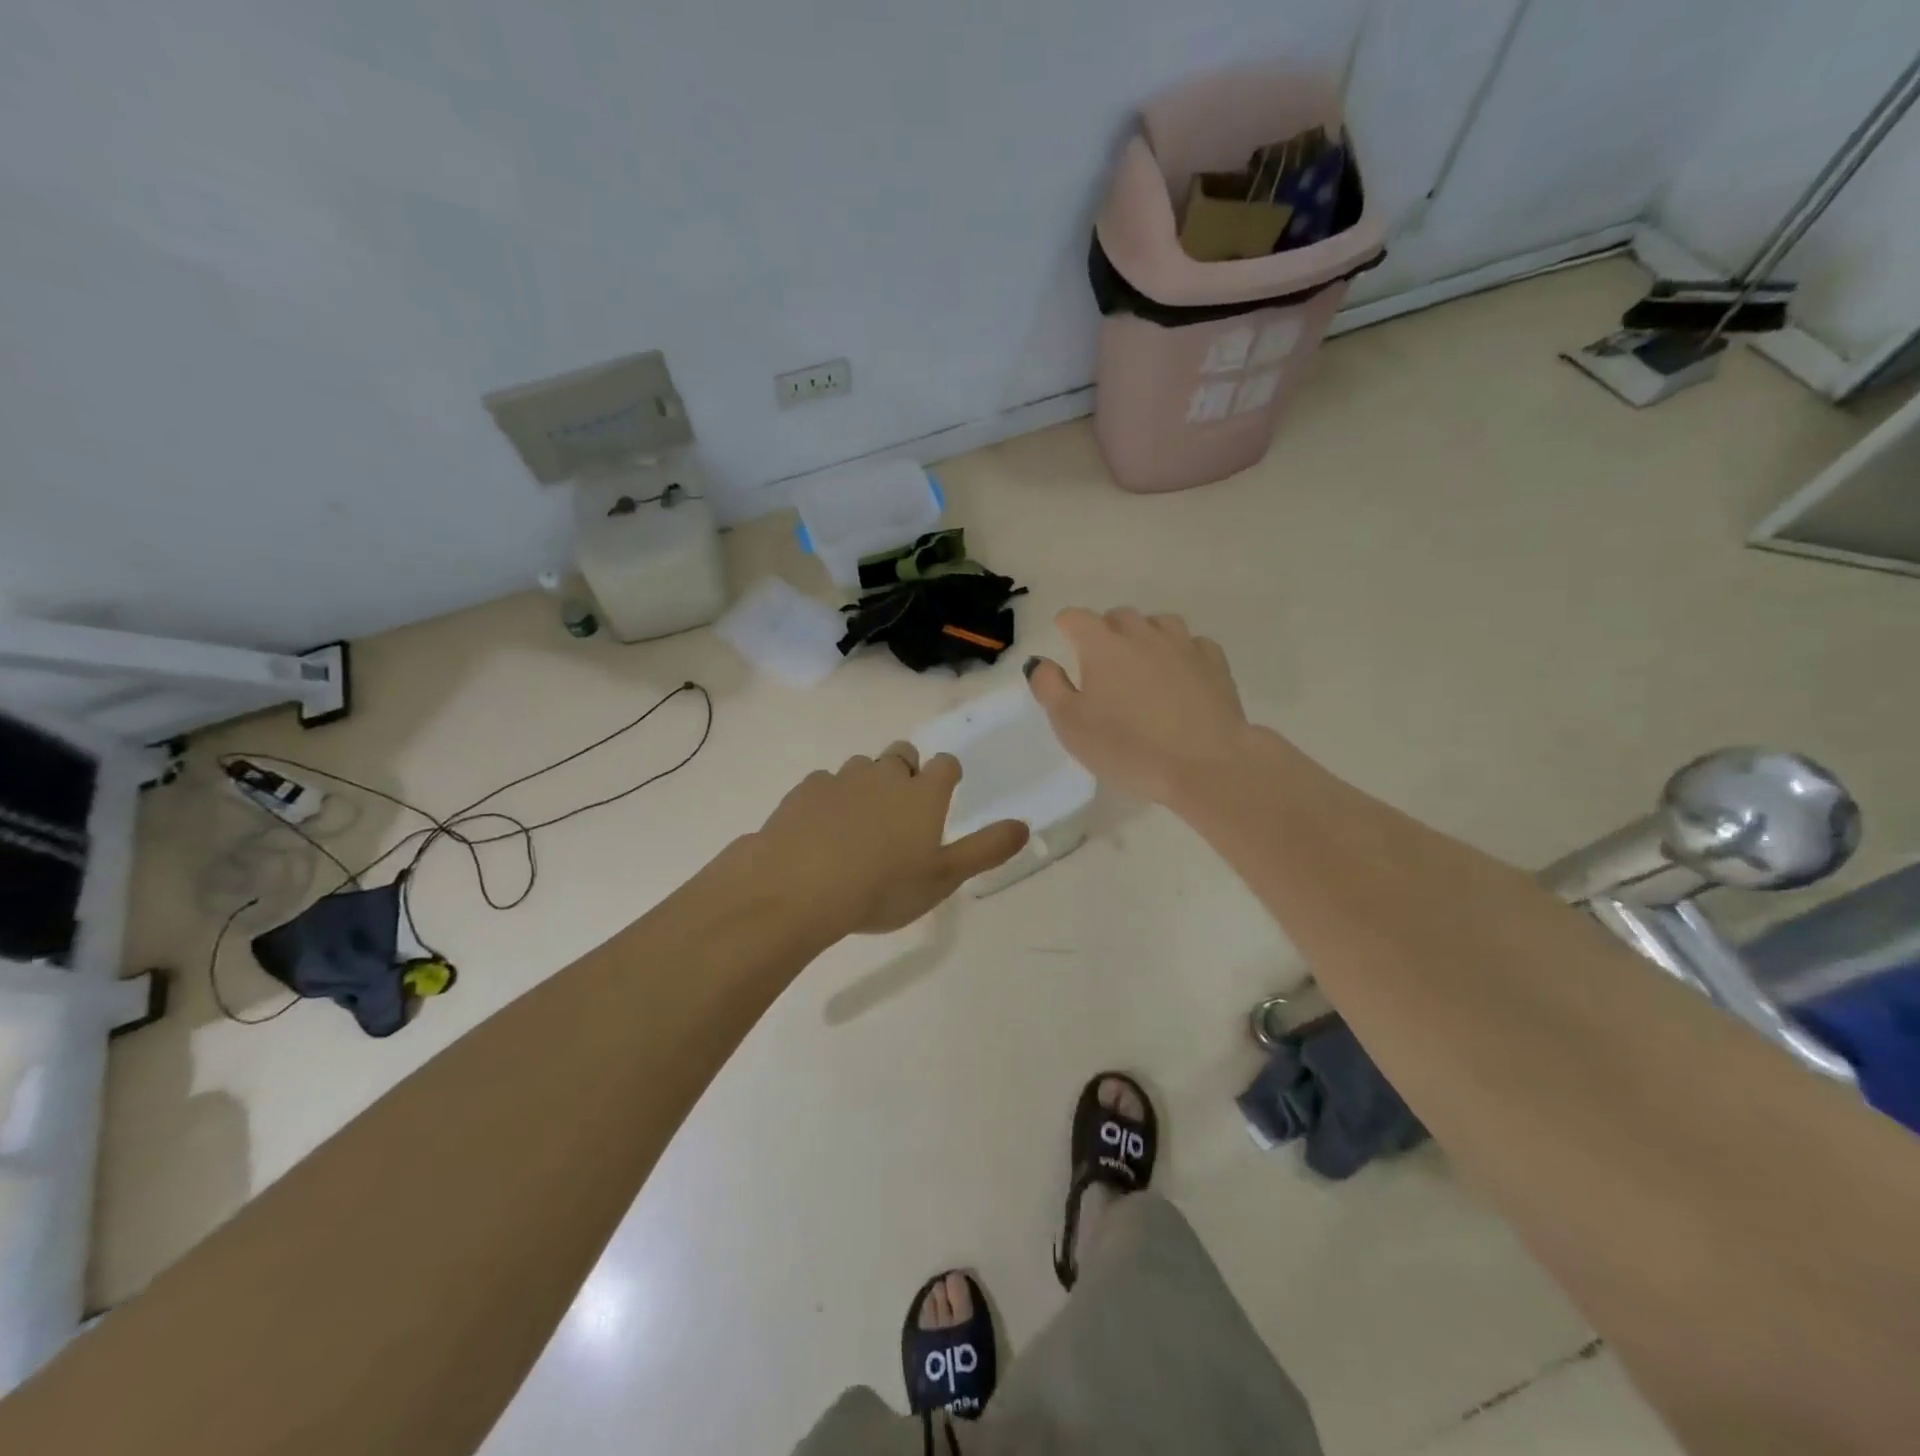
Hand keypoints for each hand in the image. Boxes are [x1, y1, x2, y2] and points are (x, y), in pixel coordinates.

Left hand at [750, 743, 1027, 936]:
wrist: (799, 888)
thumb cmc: (882, 887)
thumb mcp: (943, 878)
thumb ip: (986, 850)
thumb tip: (1025, 826)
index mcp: (923, 794)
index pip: (946, 764)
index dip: (948, 775)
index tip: (944, 792)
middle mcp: (885, 775)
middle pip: (903, 754)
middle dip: (907, 771)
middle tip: (902, 809)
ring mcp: (842, 779)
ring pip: (862, 766)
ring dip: (867, 783)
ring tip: (860, 822)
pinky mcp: (805, 790)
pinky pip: (825, 783)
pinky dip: (830, 798)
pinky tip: (822, 829)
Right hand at [1027, 608, 1253, 806]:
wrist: (1205, 765)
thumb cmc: (1128, 748)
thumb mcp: (1071, 725)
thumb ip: (1049, 687)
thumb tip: (1040, 661)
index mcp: (1102, 645)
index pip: (1076, 617)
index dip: (1066, 627)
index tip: (1064, 643)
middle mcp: (1142, 633)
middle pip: (1118, 616)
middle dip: (1105, 630)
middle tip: (1101, 663)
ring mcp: (1183, 644)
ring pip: (1158, 623)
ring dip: (1144, 635)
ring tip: (1141, 664)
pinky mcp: (1214, 662)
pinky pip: (1192, 643)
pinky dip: (1180, 651)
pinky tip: (1179, 674)